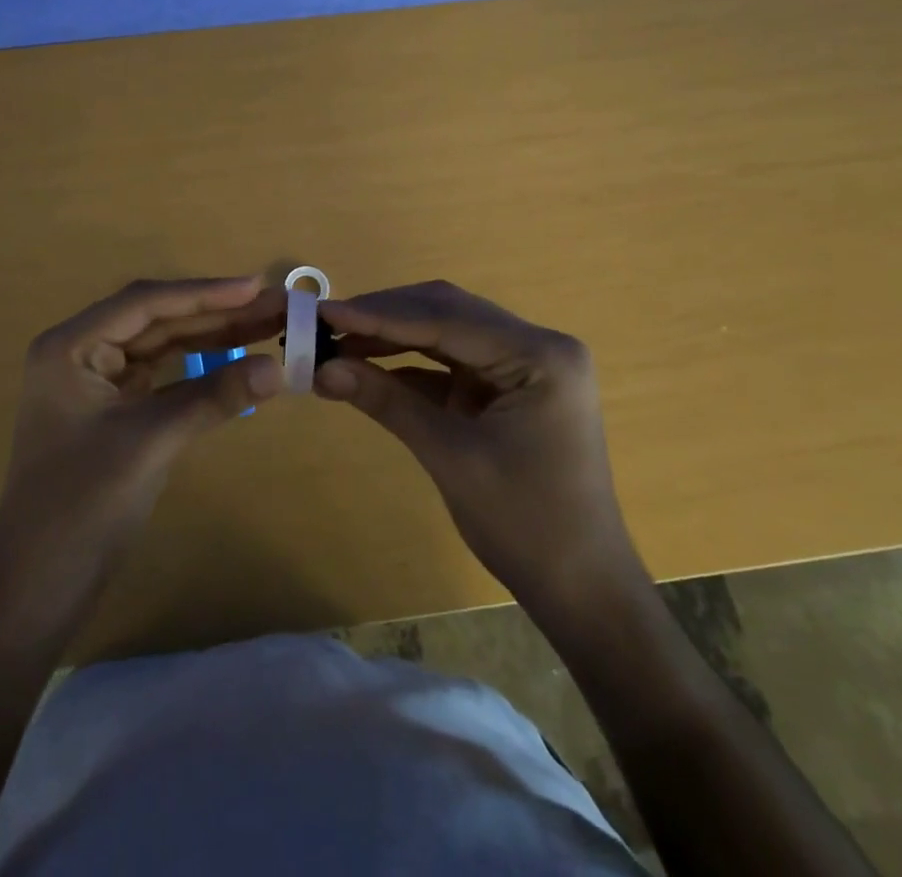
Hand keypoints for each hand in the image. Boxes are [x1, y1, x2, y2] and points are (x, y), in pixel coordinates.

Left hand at [0, 276, 286, 609]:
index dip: (204, 293)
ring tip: (266, 327)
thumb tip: (279, 368)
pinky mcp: (112, 411)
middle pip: (156, 321)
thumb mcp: (151, 442)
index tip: (256, 287)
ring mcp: (95, 382)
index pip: (146, 303)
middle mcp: (80, 353)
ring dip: (211, 337)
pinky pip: (160, 377)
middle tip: (274, 307)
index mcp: (71, 346)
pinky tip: (233, 361)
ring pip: (161, 347)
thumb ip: (213, 397)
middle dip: (215, 314)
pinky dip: (197, 370)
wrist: (37, 589)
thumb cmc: (81, 506)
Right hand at [315, 281, 645, 622]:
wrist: (580, 589)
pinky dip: (407, 364)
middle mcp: (535, 345)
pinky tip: (366, 366)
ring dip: (391, 336)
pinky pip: (448, 362)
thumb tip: (321, 368)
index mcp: (540, 354)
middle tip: (324, 322)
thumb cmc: (526, 524)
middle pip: (446, 312)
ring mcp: (521, 364)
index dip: (379, 314)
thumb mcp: (450, 456)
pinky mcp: (504, 386)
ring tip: (336, 341)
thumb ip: (387, 401)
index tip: (323, 312)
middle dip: (383, 317)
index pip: (446, 319)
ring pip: (444, 331)